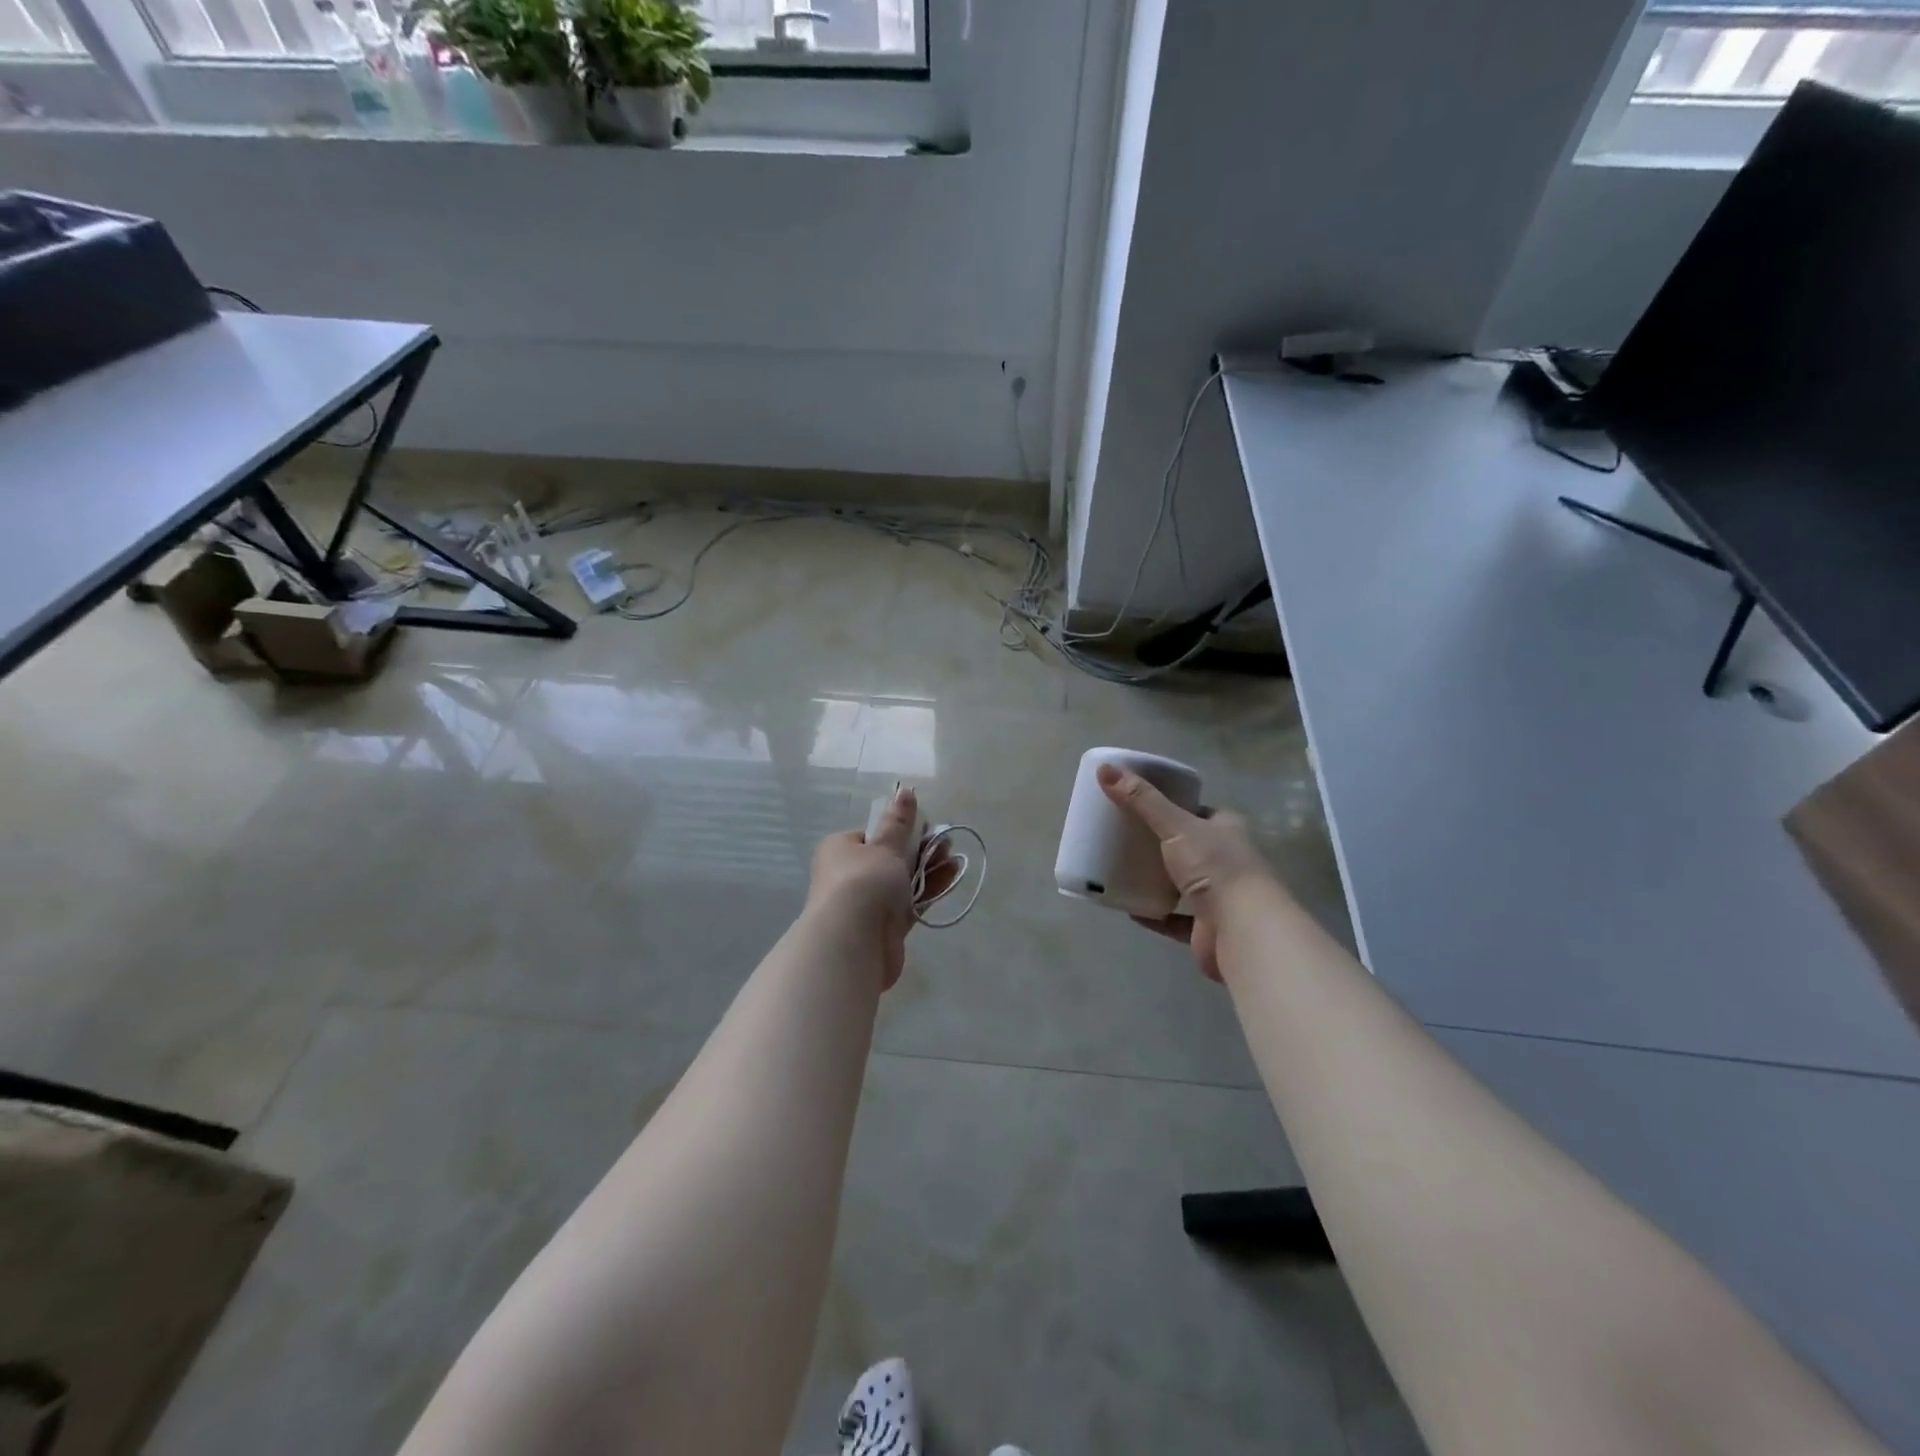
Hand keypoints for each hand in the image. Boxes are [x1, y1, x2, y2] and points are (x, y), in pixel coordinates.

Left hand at [807, 786, 955, 991]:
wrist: (852, 943)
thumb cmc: (864, 882)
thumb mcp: (884, 846)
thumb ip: (899, 823)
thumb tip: (905, 790)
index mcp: (841, 849)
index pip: (871, 835)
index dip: (899, 830)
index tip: (925, 827)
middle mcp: (850, 875)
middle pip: (890, 857)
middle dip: (920, 849)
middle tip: (946, 843)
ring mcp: (867, 902)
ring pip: (902, 880)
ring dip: (928, 868)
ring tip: (954, 857)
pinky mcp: (884, 926)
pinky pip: (910, 902)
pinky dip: (929, 890)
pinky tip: (952, 877)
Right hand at [1098, 764, 1275, 981]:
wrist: (1242, 929)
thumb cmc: (1215, 867)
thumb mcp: (1175, 826)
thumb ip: (1141, 800)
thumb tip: (1104, 768)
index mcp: (1226, 830)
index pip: (1199, 812)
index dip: (1175, 806)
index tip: (1143, 804)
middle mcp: (1226, 861)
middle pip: (1188, 846)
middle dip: (1161, 843)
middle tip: (1124, 836)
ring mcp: (1218, 897)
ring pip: (1181, 883)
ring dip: (1157, 879)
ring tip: (1122, 868)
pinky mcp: (1206, 928)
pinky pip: (1173, 918)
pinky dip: (1153, 913)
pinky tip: (1128, 907)